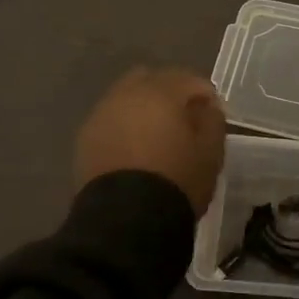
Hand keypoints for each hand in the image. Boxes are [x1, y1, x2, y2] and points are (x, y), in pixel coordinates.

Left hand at [75, 67, 227, 214]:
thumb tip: (206, 107)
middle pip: (150, 79)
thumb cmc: (177, 180)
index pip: (187, 79)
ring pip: (125, 98)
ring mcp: (101, 115)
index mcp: (160, 92)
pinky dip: (124, 126)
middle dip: (168, 92)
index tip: (213, 112)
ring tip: (156, 135)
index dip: (204, 93)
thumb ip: (212, 120)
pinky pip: (110, 121)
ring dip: (143, 108)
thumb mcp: (211, 152)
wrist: (127, 219)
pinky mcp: (85, 139)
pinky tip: (134, 148)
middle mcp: (126, 94)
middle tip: (183, 117)